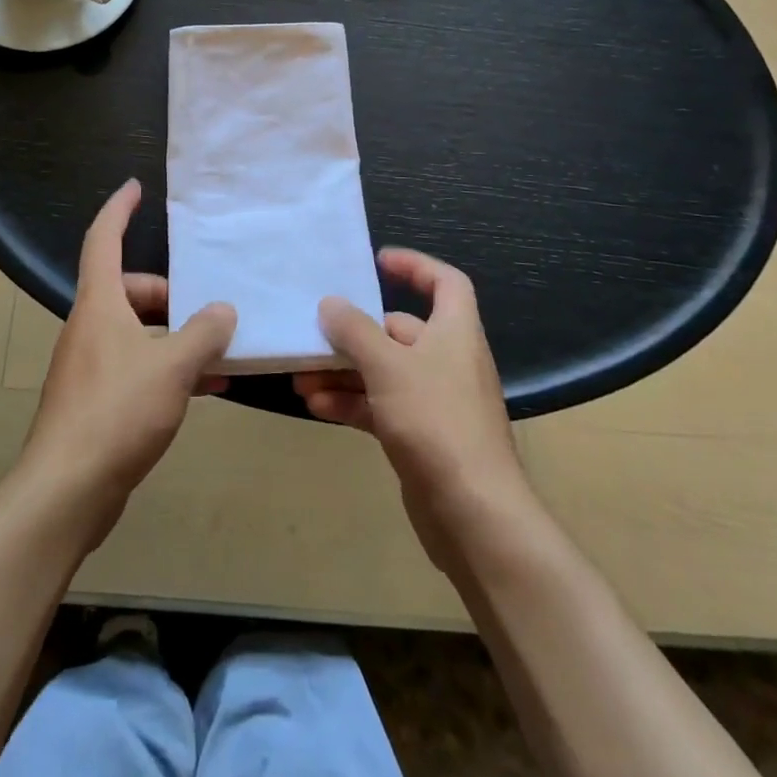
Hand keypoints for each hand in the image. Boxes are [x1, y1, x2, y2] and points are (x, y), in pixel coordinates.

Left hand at [19, 180, 236, 544]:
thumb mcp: (172, 367)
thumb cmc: (116, 412)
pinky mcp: (96, 401)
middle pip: (129, 290)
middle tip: (209, 309)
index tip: (136, 187)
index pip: (103, 239)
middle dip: (170, 295)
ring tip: (220, 352)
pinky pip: (138, 367)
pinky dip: (168, 369)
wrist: (66, 492)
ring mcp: (91, 365)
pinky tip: (206, 389)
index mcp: (99, 304)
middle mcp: (90, 327)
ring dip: (176, 337)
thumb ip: (203, 333)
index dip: (118, 209)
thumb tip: (224, 310)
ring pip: (138, 332)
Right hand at [295, 248, 533, 567]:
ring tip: (302, 377)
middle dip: (355, 333)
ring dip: (344, 373)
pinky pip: (382, 406)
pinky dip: (352, 403)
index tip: (378, 262)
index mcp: (455, 332)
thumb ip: (355, 331)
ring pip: (385, 372)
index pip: (446, 282)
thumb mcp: (388, 366)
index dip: (415, 266)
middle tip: (315, 333)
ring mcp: (436, 401)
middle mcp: (449, 360)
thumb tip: (331, 303)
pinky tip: (316, 407)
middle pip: (401, 331)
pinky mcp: (423, 437)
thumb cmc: (435, 421)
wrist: (474, 515)